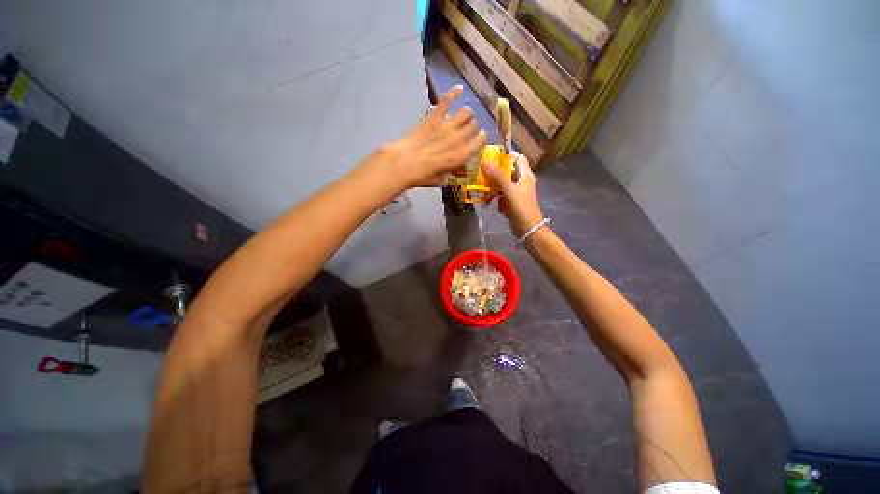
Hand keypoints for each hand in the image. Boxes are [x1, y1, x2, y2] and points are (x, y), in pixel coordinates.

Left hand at [389, 85, 487, 186]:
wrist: (405, 163)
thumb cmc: (423, 175)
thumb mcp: (441, 180)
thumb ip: (450, 174)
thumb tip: (452, 173)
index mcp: (462, 155)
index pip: (481, 141)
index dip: (481, 138)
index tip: (478, 138)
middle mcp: (459, 138)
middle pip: (474, 125)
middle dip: (471, 128)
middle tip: (465, 131)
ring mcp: (448, 125)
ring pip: (466, 112)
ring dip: (466, 114)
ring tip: (461, 117)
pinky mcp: (435, 116)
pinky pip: (447, 100)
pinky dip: (454, 92)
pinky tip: (459, 89)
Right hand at [481, 153, 544, 237]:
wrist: (528, 229)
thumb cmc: (522, 208)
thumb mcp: (509, 191)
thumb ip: (498, 176)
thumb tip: (485, 161)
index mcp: (525, 175)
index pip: (518, 158)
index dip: (507, 155)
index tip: (492, 155)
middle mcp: (521, 181)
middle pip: (507, 171)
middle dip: (495, 171)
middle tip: (481, 170)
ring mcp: (516, 192)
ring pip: (502, 183)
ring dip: (492, 186)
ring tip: (481, 187)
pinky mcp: (511, 201)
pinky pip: (501, 195)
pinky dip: (494, 196)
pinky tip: (487, 201)